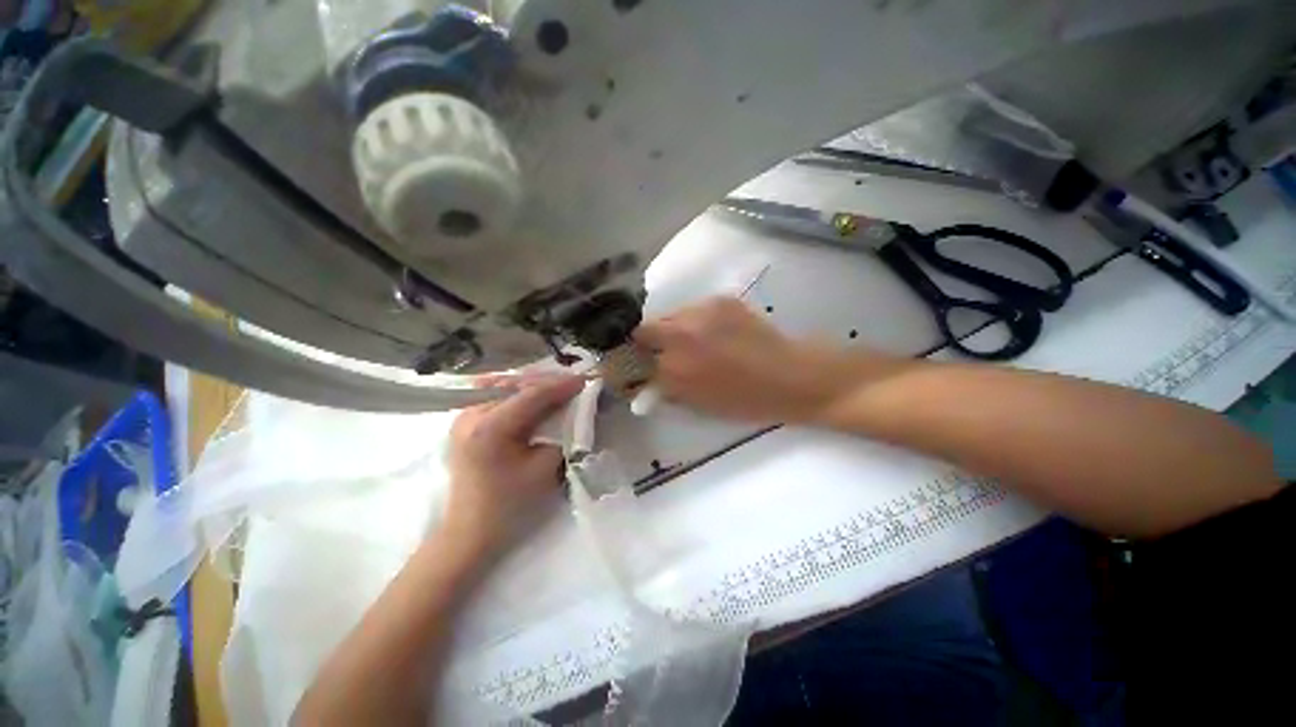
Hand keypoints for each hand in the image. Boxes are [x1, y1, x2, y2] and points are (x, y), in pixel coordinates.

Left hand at [443, 376, 583, 555]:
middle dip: (548, 382)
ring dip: (533, 385)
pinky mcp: (464, 422)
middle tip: (574, 384)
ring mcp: (463, 416)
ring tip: (557, 387)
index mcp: (490, 427)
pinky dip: (516, 392)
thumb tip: (575, 411)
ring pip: (505, 386)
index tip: (584, 381)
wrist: (469, 531)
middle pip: (517, 385)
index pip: (532, 395)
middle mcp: (471, 413)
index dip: (561, 386)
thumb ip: (562, 434)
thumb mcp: (544, 469)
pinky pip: (494, 395)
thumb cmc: (509, 505)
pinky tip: (531, 393)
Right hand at [634, 297, 900, 423]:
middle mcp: (681, 335)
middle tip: (662, 352)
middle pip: (644, 330)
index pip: (634, 360)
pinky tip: (715, 332)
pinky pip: (694, 309)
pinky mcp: (720, 300)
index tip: (636, 365)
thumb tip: (647, 379)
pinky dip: (695, 321)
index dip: (632, 363)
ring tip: (694, 342)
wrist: (793, 376)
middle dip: (647, 342)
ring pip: (670, 316)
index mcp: (674, 369)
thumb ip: (667, 389)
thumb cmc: (746, 401)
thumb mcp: (699, 405)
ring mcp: (701, 313)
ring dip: (673, 329)